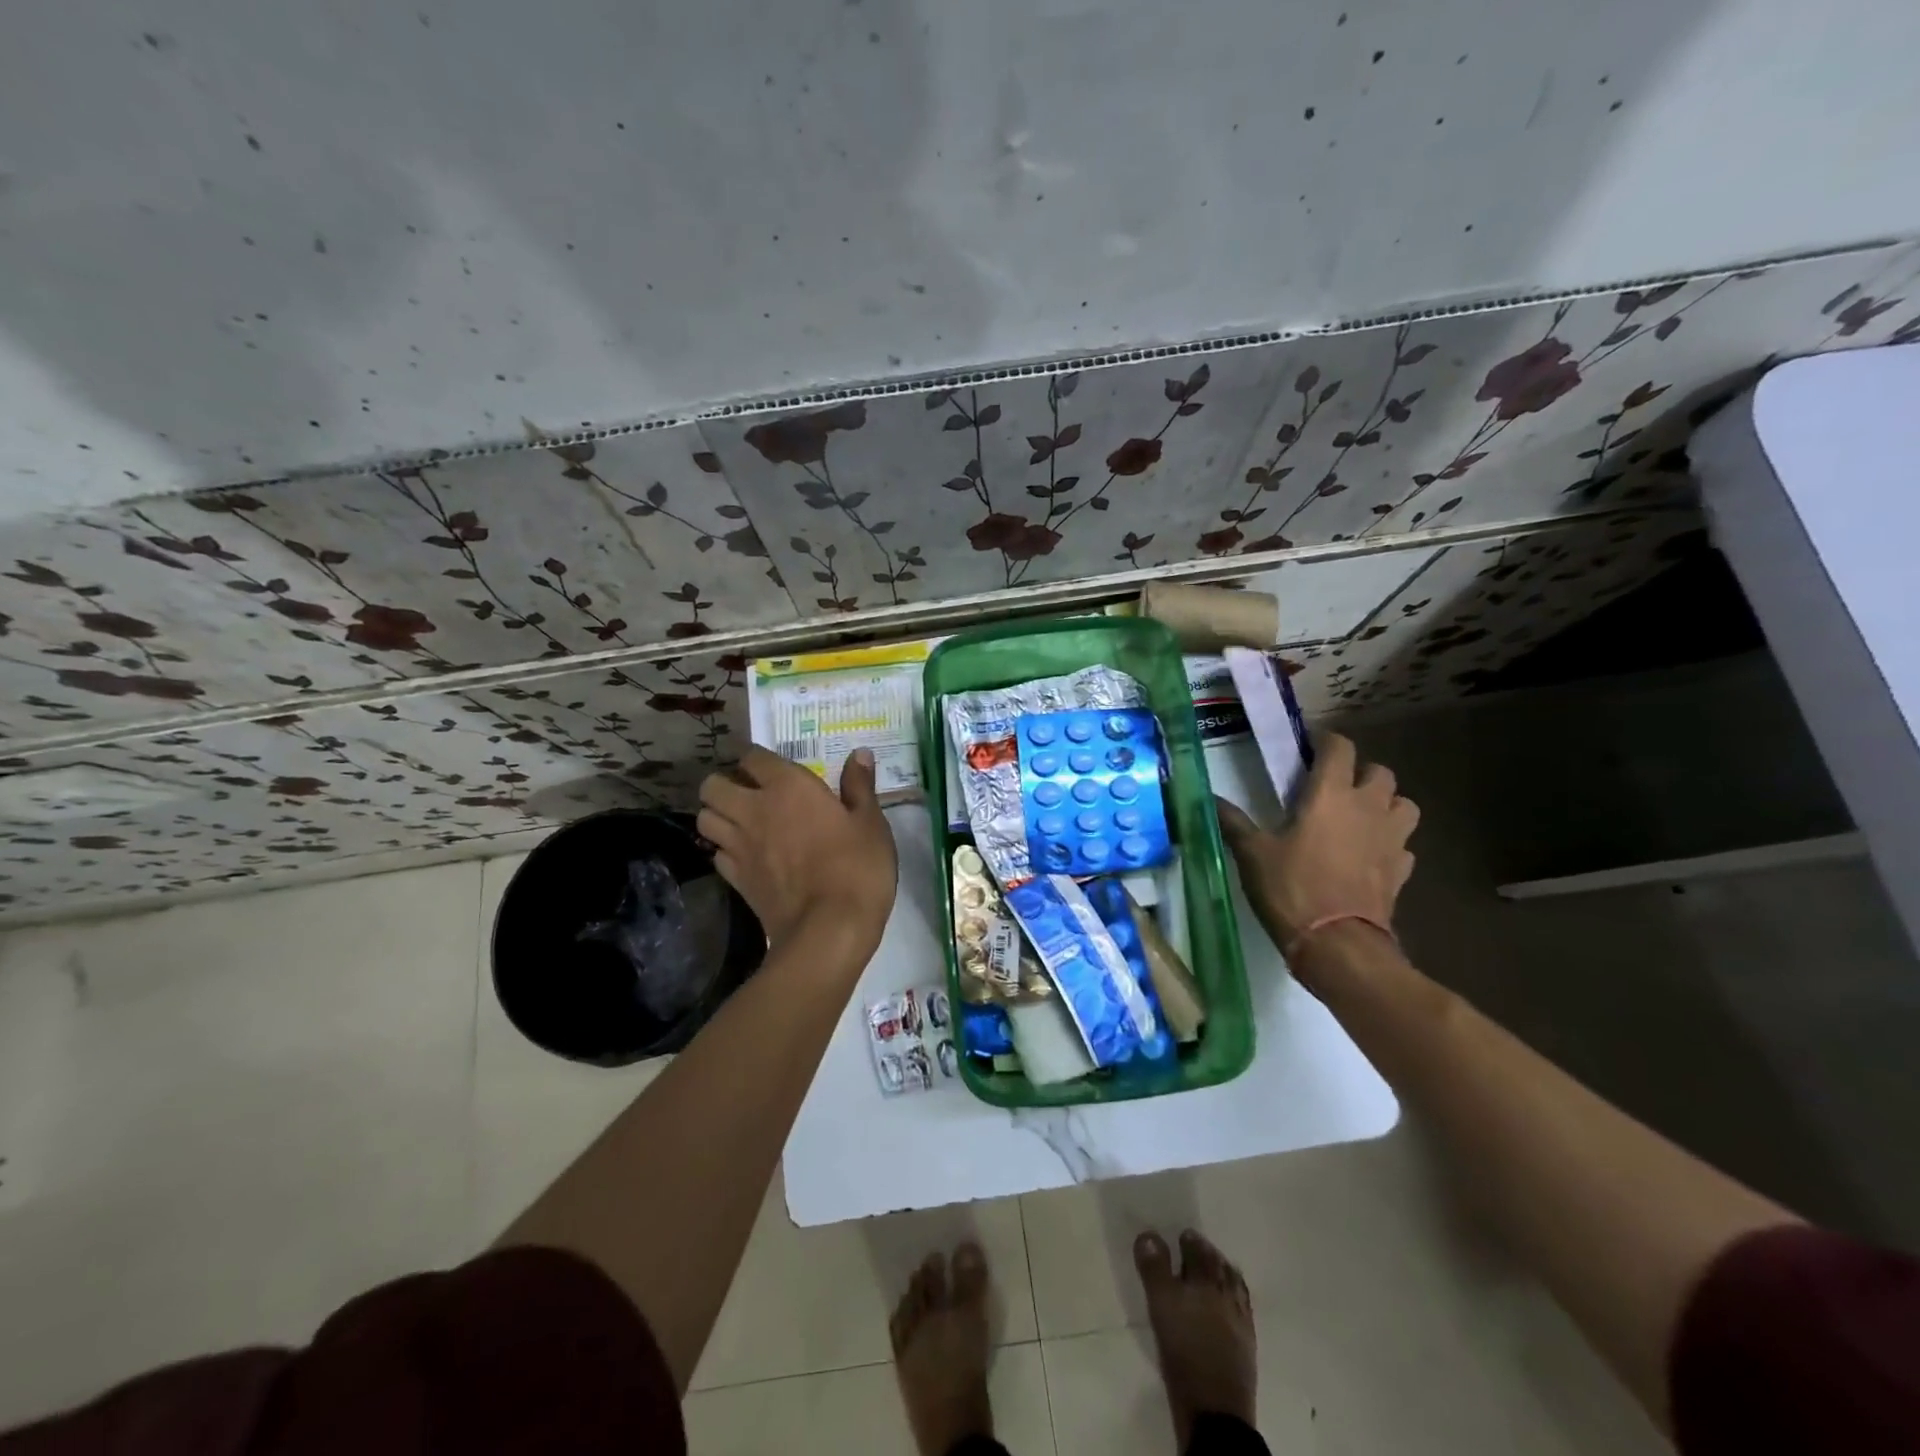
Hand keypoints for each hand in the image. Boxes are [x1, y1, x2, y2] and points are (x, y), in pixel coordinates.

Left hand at [696, 746, 897, 956]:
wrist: (829, 930)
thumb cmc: (857, 868)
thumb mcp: (870, 823)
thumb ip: (860, 786)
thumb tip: (859, 754)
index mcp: (788, 787)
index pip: (753, 757)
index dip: (760, 760)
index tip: (775, 770)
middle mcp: (753, 810)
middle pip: (713, 785)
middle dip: (725, 784)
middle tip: (750, 794)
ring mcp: (739, 846)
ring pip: (704, 818)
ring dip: (718, 815)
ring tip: (741, 823)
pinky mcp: (735, 879)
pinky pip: (715, 854)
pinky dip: (723, 850)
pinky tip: (745, 856)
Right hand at [1216, 732, 1417, 956]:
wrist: (1338, 944)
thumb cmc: (1292, 888)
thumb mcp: (1252, 853)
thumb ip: (1233, 821)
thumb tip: (1209, 798)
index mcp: (1331, 794)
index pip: (1340, 748)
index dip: (1325, 742)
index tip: (1308, 749)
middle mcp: (1368, 807)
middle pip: (1381, 771)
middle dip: (1360, 773)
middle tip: (1334, 787)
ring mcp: (1391, 839)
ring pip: (1403, 804)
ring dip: (1385, 804)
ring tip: (1360, 817)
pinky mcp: (1402, 870)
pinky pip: (1403, 845)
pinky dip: (1389, 843)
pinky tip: (1370, 855)